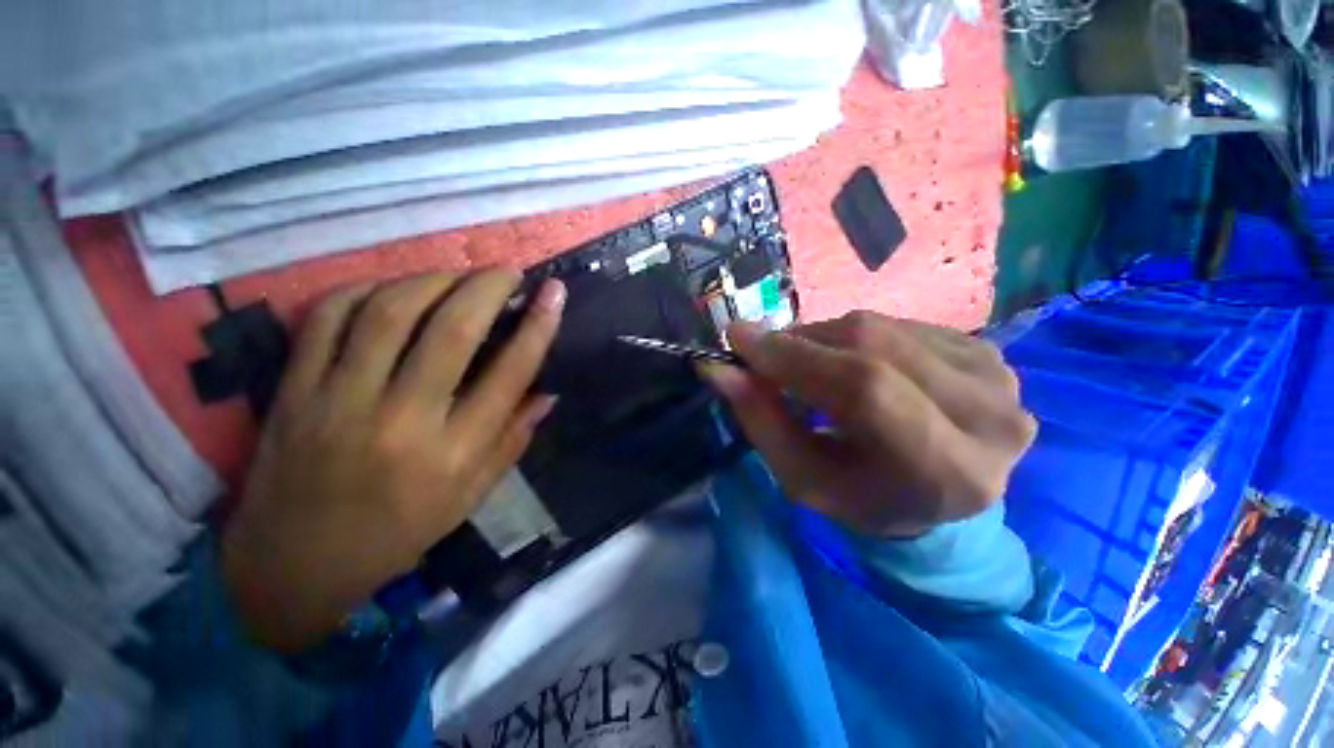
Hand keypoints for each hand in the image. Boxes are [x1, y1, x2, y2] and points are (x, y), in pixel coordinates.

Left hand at [220, 269, 564, 652]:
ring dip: (431, 280)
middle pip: (452, 331)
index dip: (538, 326)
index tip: (554, 293)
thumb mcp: (471, 496)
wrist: (293, 565)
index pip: (510, 374)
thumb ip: (512, 439)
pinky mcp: (292, 391)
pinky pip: (327, 319)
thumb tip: (547, 392)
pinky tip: (392, 289)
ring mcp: (338, 401)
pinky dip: (364, 290)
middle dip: (487, 288)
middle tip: (507, 272)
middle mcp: (401, 421)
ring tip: (456, 275)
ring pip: (389, 313)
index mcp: (453, 453)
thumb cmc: (398, 533)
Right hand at [701, 312, 1034, 537]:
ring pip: (880, 327)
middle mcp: (987, 417)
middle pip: (871, 346)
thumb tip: (718, 368)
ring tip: (809, 366)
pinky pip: (897, 324)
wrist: (935, 492)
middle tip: (764, 354)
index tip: (739, 339)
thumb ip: (761, 420)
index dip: (793, 356)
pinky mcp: (989, 351)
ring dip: (824, 339)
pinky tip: (851, 363)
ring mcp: (997, 376)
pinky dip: (856, 338)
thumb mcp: (802, 476)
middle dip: (801, 343)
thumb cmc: (863, 497)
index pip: (861, 388)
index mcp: (942, 470)